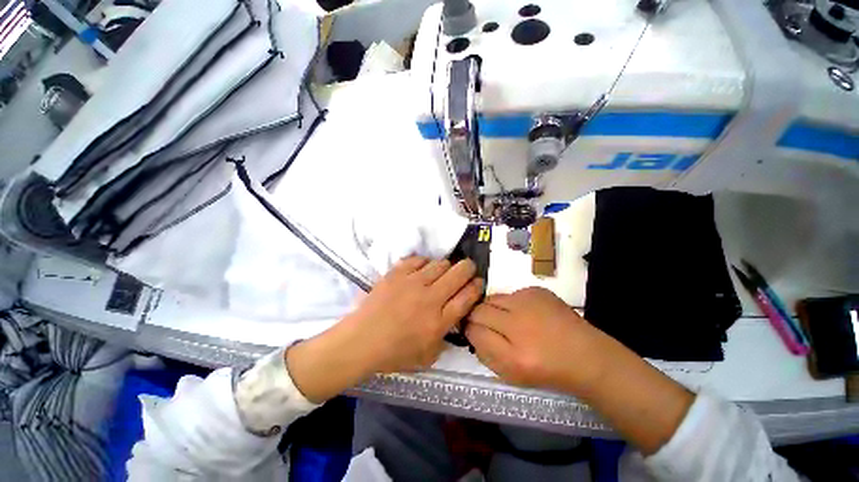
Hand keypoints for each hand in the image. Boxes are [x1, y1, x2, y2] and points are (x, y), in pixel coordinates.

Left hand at [287, 257, 482, 402]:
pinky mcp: (397, 274)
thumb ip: (446, 337)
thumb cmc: (395, 353)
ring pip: (440, 263)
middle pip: (459, 273)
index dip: (476, 286)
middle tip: (466, 269)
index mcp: (439, 321)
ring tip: (441, 271)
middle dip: (468, 268)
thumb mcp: (428, 356)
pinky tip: (422, 269)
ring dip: (446, 266)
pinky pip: (418, 259)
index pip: (467, 297)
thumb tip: (455, 318)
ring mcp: (412, 283)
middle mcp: (430, 298)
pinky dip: (424, 262)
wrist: (362, 341)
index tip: (478, 281)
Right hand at [465, 287, 601, 392]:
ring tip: (506, 319)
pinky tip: (525, 314)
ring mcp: (529, 303)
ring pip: (492, 298)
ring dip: (493, 308)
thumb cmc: (545, 370)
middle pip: (479, 310)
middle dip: (476, 317)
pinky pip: (510, 294)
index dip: (470, 330)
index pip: (473, 330)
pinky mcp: (536, 290)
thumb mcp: (510, 374)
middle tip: (487, 325)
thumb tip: (470, 331)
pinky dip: (511, 303)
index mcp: (513, 355)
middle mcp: (519, 324)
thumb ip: (484, 353)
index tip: (473, 332)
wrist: (585, 355)